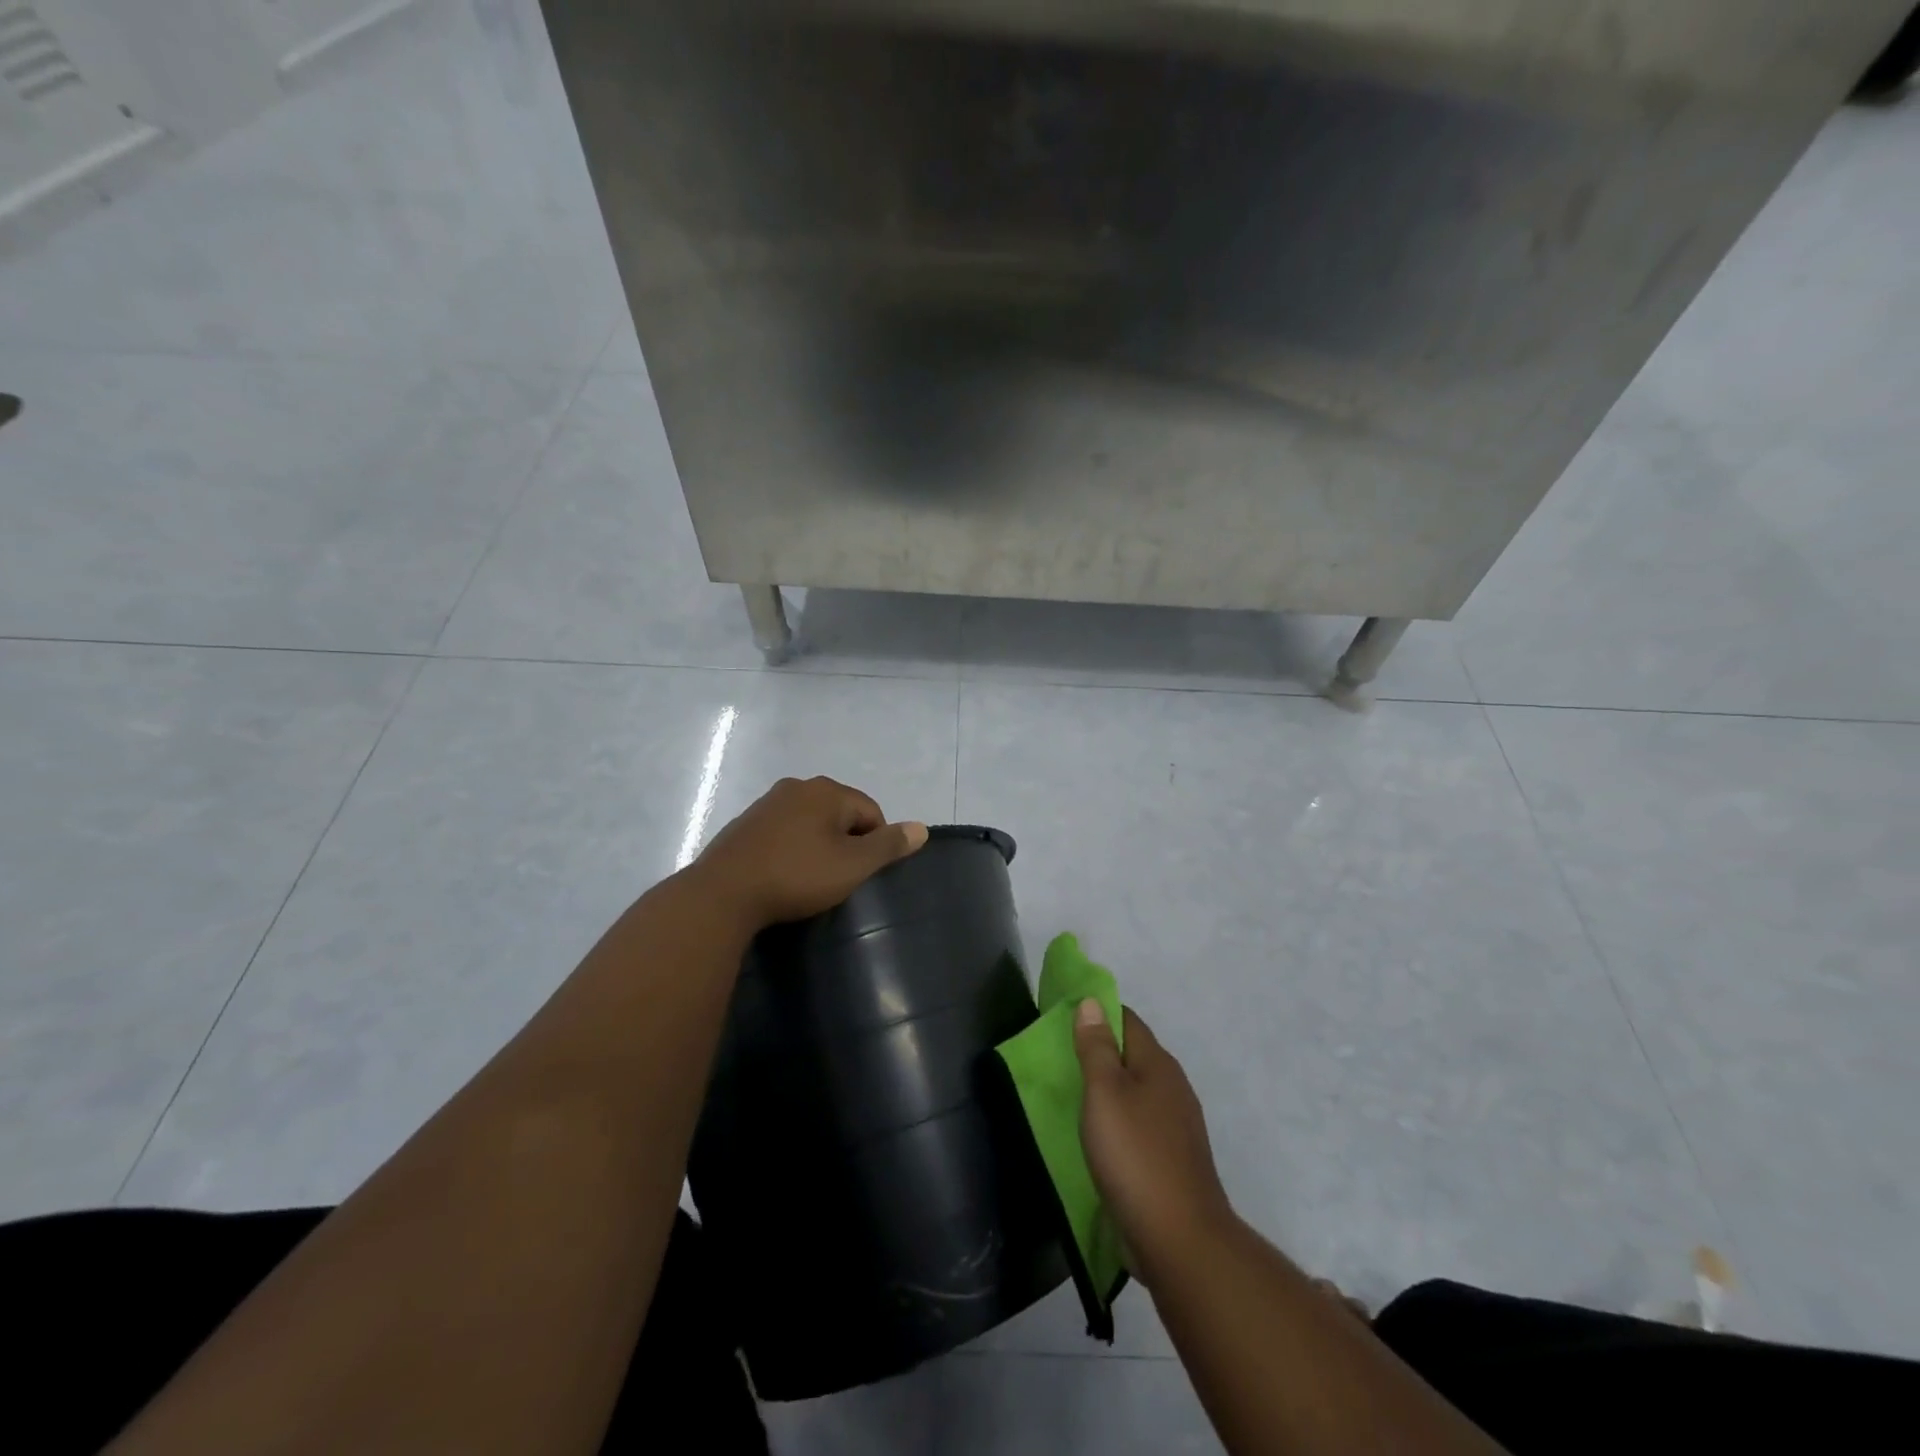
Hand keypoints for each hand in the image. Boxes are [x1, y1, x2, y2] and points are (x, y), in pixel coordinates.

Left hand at [692, 776, 928, 928]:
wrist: (722, 894)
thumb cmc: (796, 876)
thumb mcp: (852, 865)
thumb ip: (889, 845)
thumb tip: (921, 828)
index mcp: (827, 791)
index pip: (871, 812)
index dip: (875, 844)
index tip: (861, 874)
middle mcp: (797, 787)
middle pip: (840, 813)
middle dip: (846, 842)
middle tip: (839, 878)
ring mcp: (767, 803)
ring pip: (811, 822)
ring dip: (818, 845)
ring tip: (812, 879)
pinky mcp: (745, 824)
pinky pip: (784, 831)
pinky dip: (792, 848)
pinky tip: (784, 874)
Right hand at [1074, 1002, 1235, 1281]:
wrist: (1180, 1240)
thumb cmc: (1135, 1156)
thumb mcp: (1105, 1093)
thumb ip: (1096, 1047)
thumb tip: (1092, 1002)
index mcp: (1158, 1065)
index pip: (1127, 1021)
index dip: (1097, 1013)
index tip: (1063, 1018)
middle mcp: (1173, 1088)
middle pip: (1133, 1055)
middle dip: (1100, 1052)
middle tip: (1060, 1058)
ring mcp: (1177, 1127)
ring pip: (1136, 1093)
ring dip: (1108, 1090)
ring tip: (1071, 1096)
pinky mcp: (1173, 1161)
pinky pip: (1140, 1126)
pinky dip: (1117, 1122)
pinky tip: (1098, 1138)